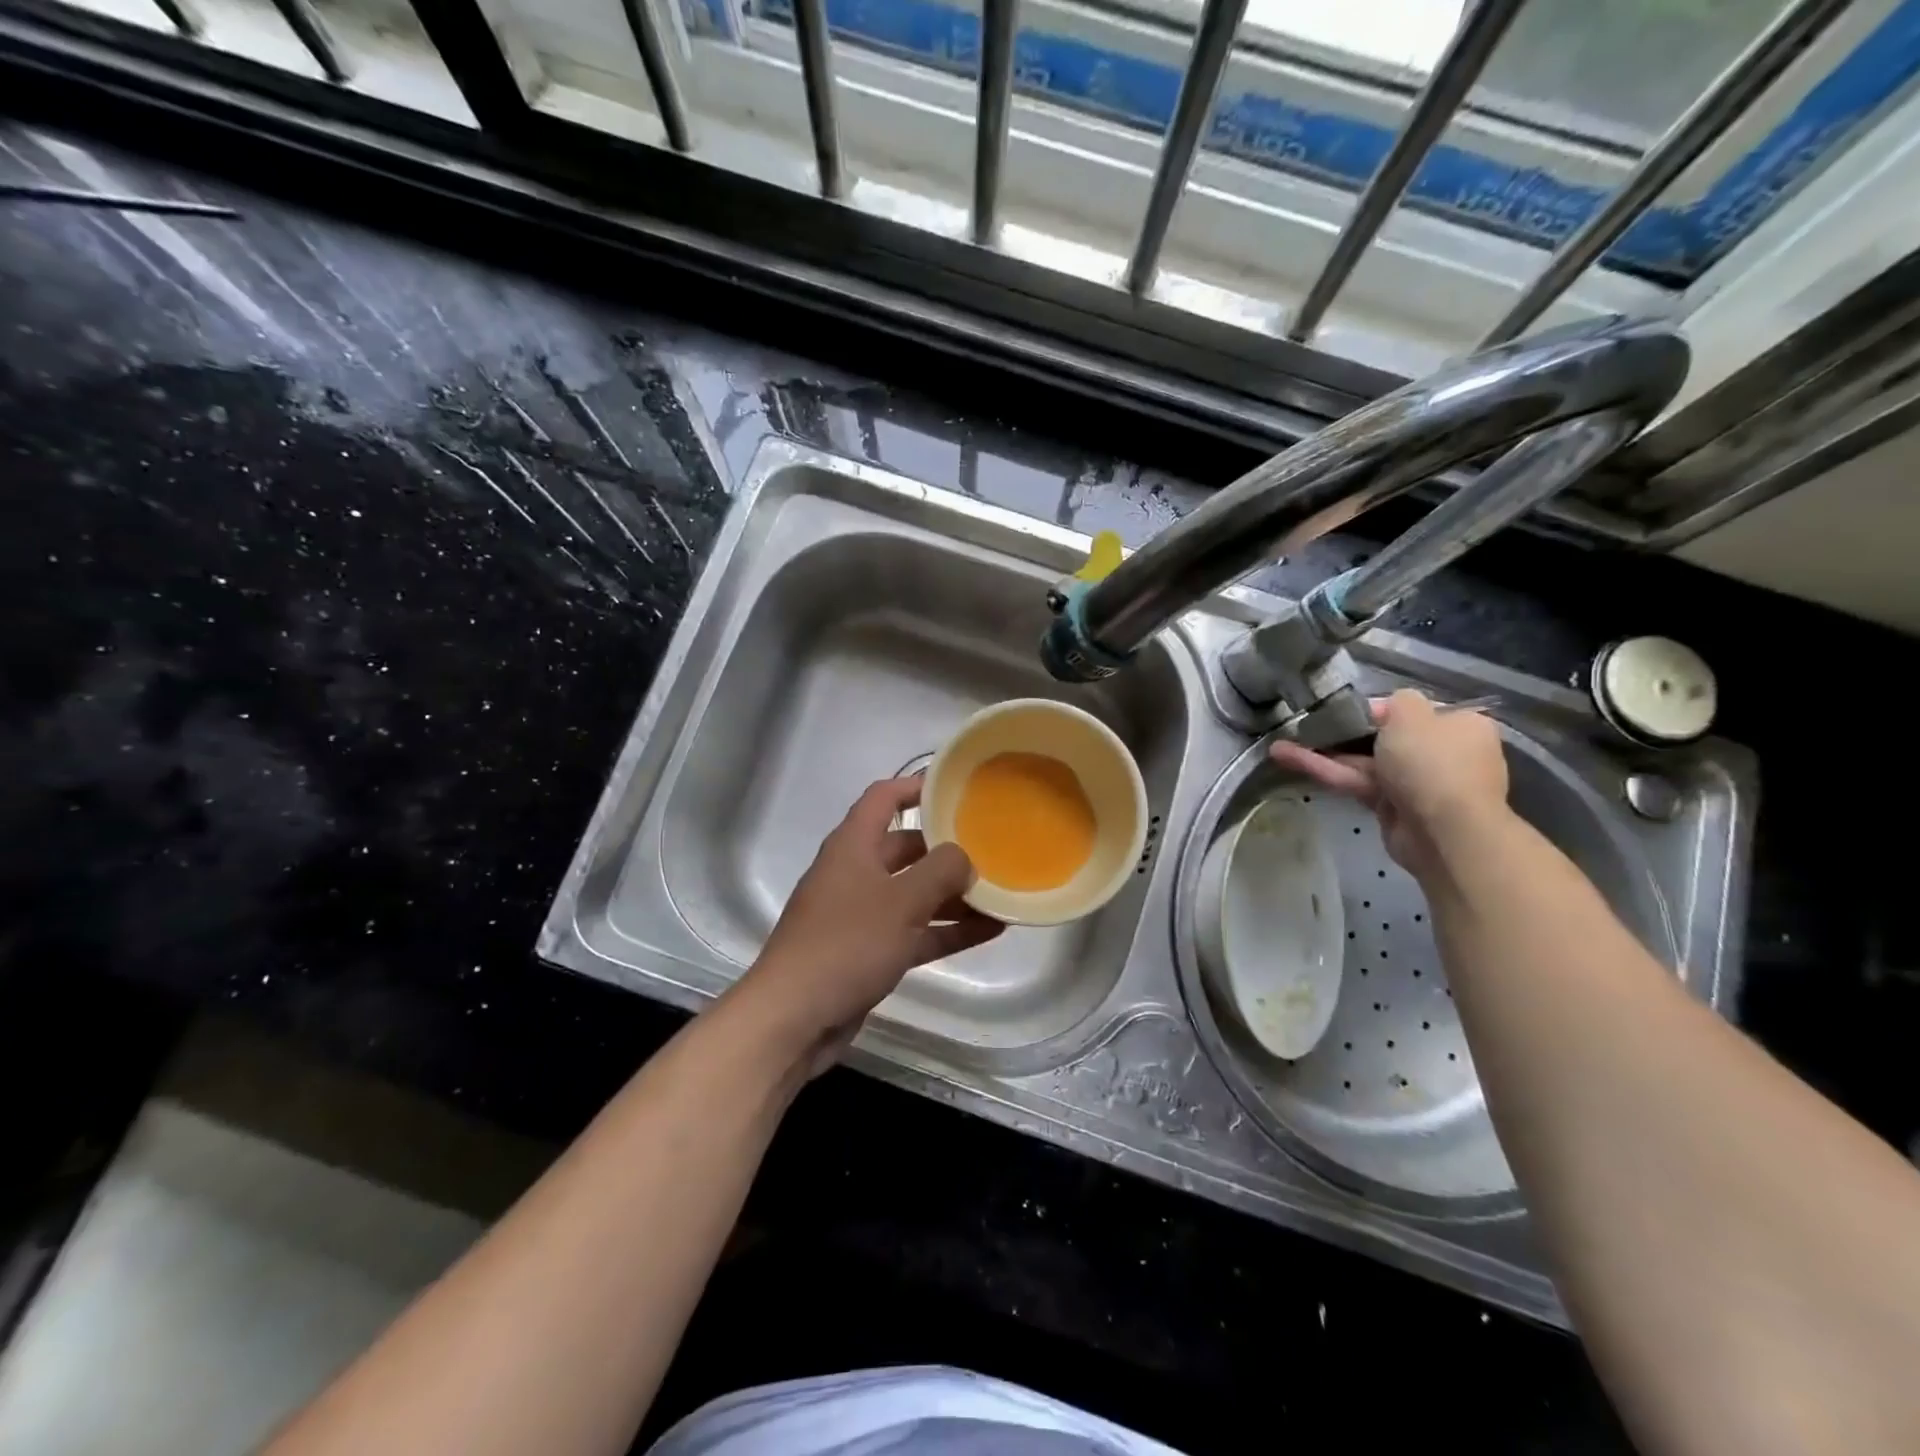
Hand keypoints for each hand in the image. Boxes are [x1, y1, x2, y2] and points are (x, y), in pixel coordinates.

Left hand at [733, 777, 1003, 1073]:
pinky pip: (914, 931)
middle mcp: (856, 873)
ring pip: (914, 894)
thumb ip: (940, 872)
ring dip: (953, 895)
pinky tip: (989, 930)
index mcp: (853, 846)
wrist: (794, 1018)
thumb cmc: (846, 944)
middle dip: (946, 849)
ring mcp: (861, 914)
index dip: (916, 786)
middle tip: (992, 848)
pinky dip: (946, 930)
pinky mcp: (869, 952)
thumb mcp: (901, 902)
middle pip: (906, 848)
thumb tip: (964, 857)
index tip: (956, 787)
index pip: (884, 798)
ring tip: (1001, 892)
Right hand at [1267, 689, 1509, 878]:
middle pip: (1382, 737)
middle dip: (1342, 733)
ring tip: (1280, 744)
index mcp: (1458, 726)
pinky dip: (1325, 771)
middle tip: (1305, 726)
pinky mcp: (1390, 807)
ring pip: (1363, 762)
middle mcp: (1440, 753)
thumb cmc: (1432, 762)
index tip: (1340, 710)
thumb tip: (1386, 707)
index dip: (1372, 709)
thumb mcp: (1412, 714)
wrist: (1444, 831)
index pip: (1409, 711)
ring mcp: (1415, 783)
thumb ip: (1396, 701)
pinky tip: (1286, 758)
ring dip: (1323, 752)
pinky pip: (1355, 782)